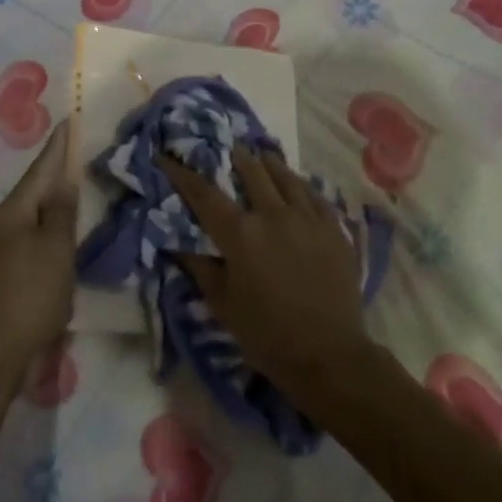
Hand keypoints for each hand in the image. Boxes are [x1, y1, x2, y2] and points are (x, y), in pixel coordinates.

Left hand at [0, 127, 76, 367]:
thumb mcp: (55, 248)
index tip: (68, 120)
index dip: (57, 146)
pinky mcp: (1, 276)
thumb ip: (62, 211)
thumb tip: (65, 177)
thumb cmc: (30, 294)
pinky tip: (60, 236)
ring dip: (52, 203)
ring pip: (31, 217)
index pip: (40, 170)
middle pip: (33, 192)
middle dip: (54, 173)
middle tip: (77, 152)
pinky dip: (47, 231)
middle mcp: (0, 226)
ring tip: (74, 189)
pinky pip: (29, 240)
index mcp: (12, 212)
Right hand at [159, 146, 373, 396]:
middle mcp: (273, 215)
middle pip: (251, 173)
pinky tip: (298, 183)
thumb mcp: (223, 305)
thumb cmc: (267, 335)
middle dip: (236, 157)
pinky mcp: (334, 229)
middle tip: (229, 147)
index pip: (204, 194)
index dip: (182, 173)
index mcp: (240, 234)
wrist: (328, 354)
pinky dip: (301, 185)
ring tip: (262, 154)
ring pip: (286, 177)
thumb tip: (176, 241)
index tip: (166, 157)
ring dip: (270, 163)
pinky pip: (315, 195)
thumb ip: (200, 267)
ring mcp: (308, 218)